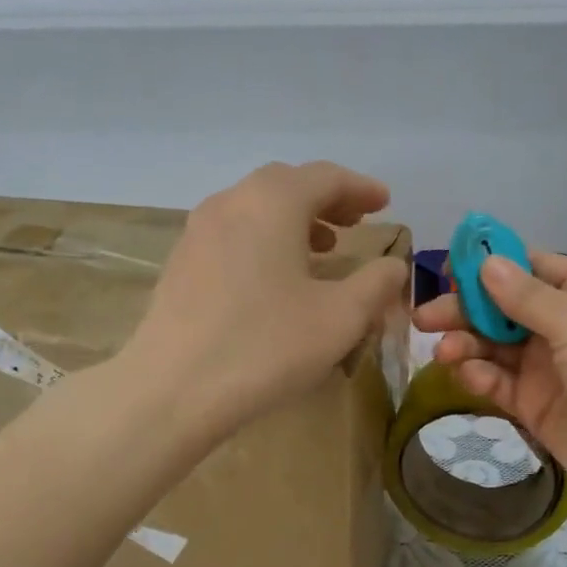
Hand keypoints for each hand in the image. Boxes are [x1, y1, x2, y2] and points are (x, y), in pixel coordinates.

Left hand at [125, 162, 408, 440]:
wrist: (173, 388)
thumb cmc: (266, 346)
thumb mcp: (340, 318)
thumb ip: (376, 284)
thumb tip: (393, 266)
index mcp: (273, 202)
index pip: (325, 177)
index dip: (361, 188)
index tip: (385, 203)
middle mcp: (231, 202)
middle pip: (287, 185)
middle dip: (326, 199)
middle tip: (355, 221)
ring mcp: (198, 230)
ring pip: (255, 208)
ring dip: (294, 220)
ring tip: (322, 249)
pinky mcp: (181, 262)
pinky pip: (233, 233)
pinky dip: (264, 238)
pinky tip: (275, 276)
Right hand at [412, 254, 566, 524]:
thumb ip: (527, 296)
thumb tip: (487, 262)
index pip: (532, 267)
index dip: (490, 266)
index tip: (446, 270)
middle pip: (505, 308)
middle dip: (466, 309)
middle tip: (424, 318)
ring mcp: (551, 368)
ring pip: (496, 346)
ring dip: (467, 344)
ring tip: (444, 352)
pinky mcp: (537, 406)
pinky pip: (500, 382)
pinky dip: (481, 376)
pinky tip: (468, 375)